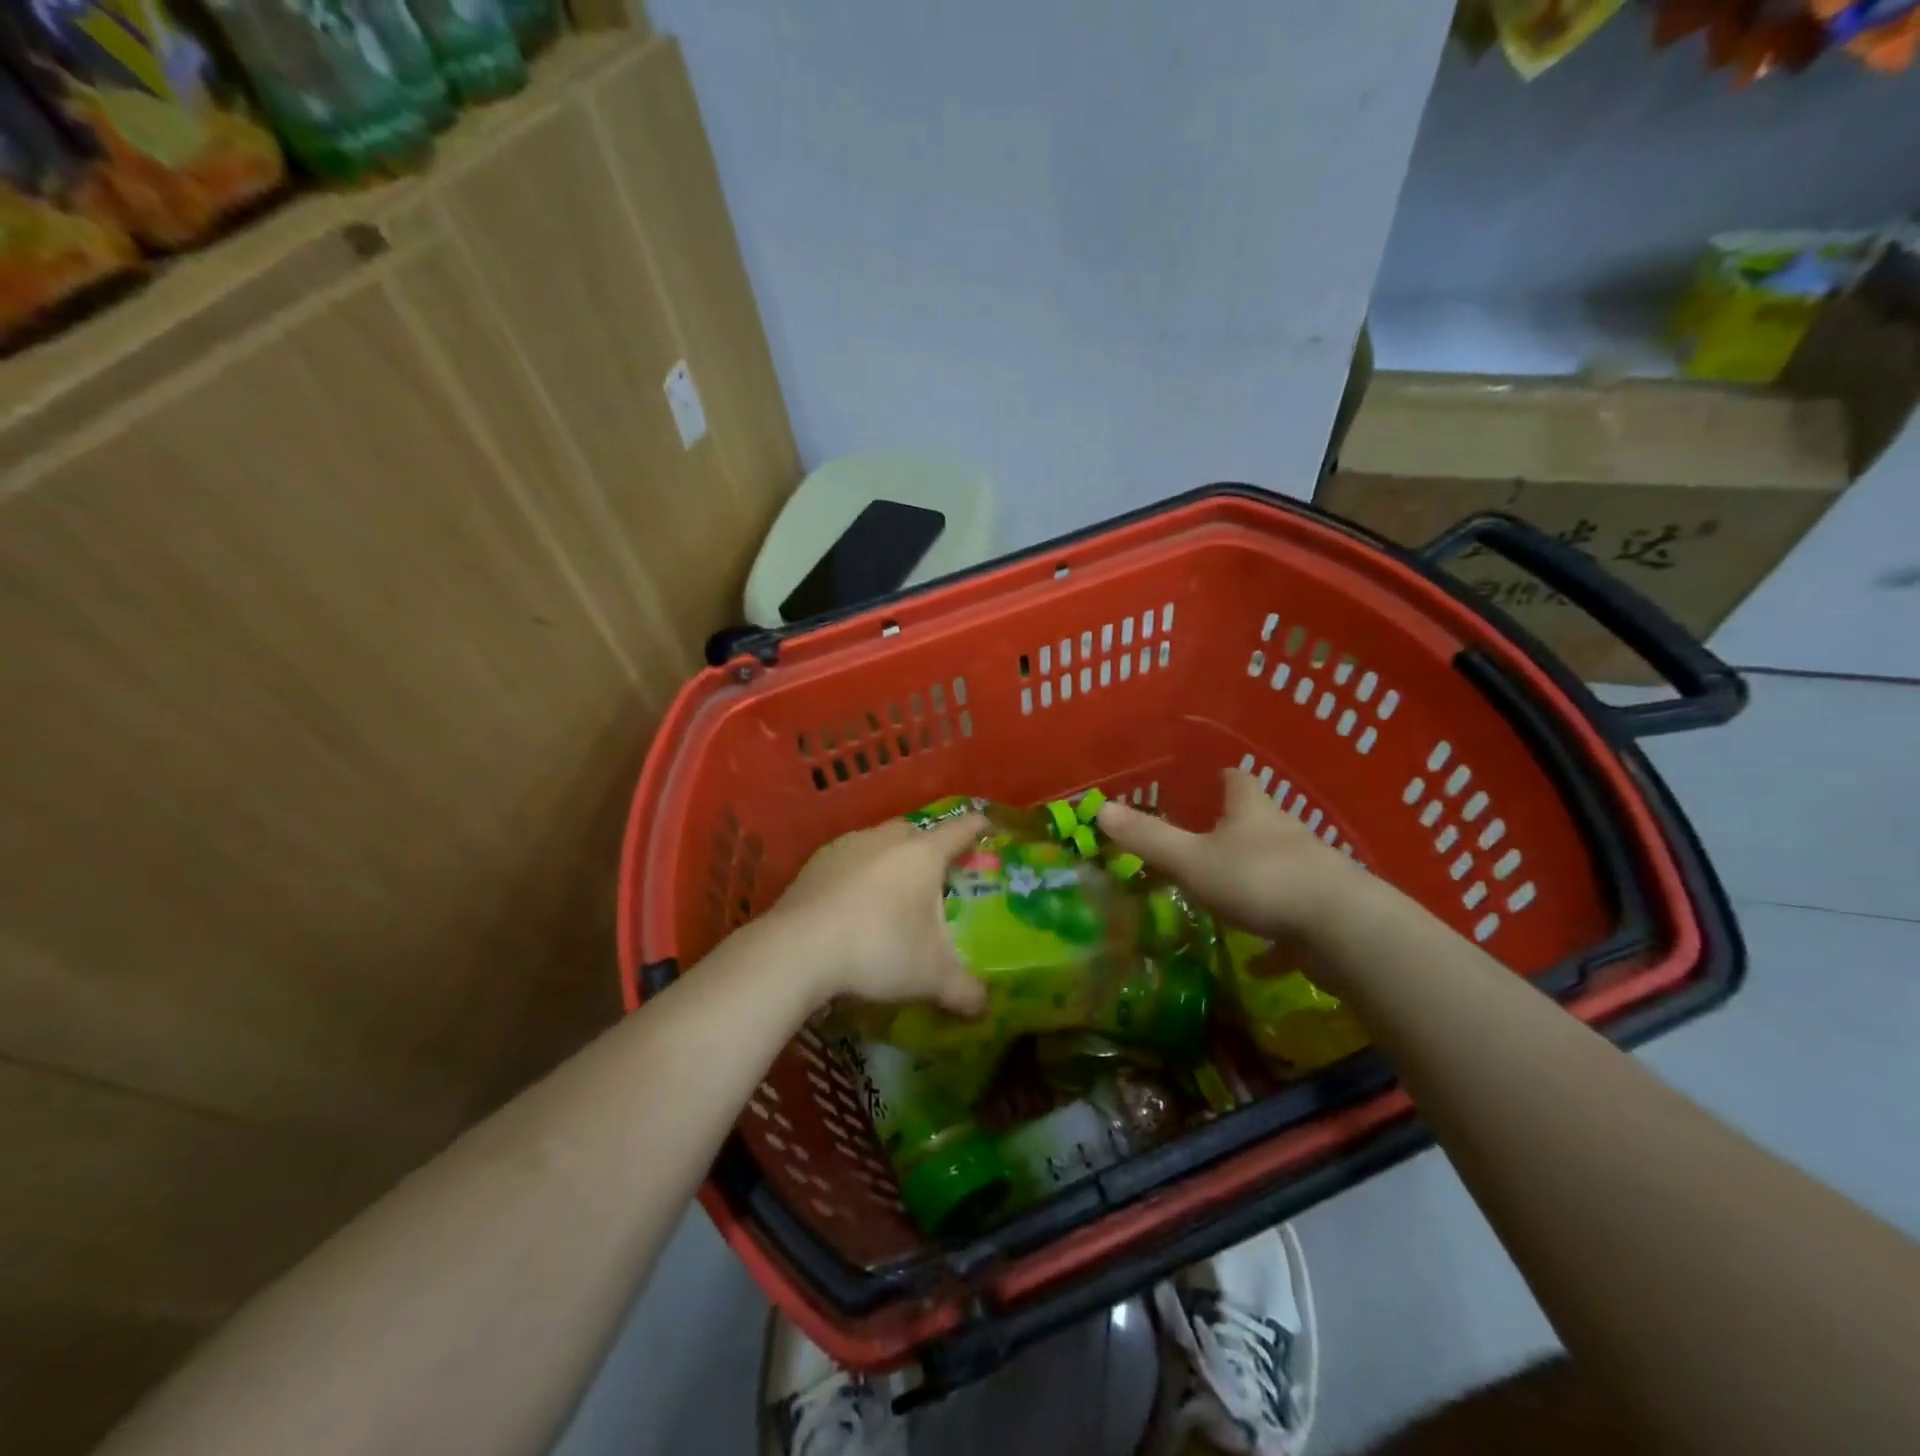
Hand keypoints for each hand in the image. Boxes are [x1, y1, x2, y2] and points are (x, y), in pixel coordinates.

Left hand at [767, 814, 988, 1016]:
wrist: (797, 950)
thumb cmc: (879, 949)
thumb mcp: (931, 977)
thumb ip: (965, 991)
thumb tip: (985, 1007)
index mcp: (922, 854)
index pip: (960, 831)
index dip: (977, 828)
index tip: (986, 826)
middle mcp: (886, 839)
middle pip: (915, 832)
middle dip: (928, 847)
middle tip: (936, 875)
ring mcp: (846, 847)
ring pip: (878, 843)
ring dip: (889, 860)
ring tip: (892, 894)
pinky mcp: (815, 863)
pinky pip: (847, 861)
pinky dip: (857, 875)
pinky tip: (853, 904)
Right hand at [1097, 769, 1373, 943]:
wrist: (1343, 929)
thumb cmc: (1260, 880)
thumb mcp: (1192, 860)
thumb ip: (1148, 838)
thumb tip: (1101, 808)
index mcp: (1252, 811)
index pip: (1236, 780)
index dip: (1218, 778)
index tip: (1202, 783)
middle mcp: (1283, 833)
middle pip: (1257, 821)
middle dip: (1232, 829)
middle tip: (1200, 842)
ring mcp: (1309, 872)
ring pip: (1276, 867)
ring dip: (1252, 877)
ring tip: (1222, 894)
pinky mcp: (1323, 912)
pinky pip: (1292, 920)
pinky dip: (1275, 938)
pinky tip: (1259, 961)